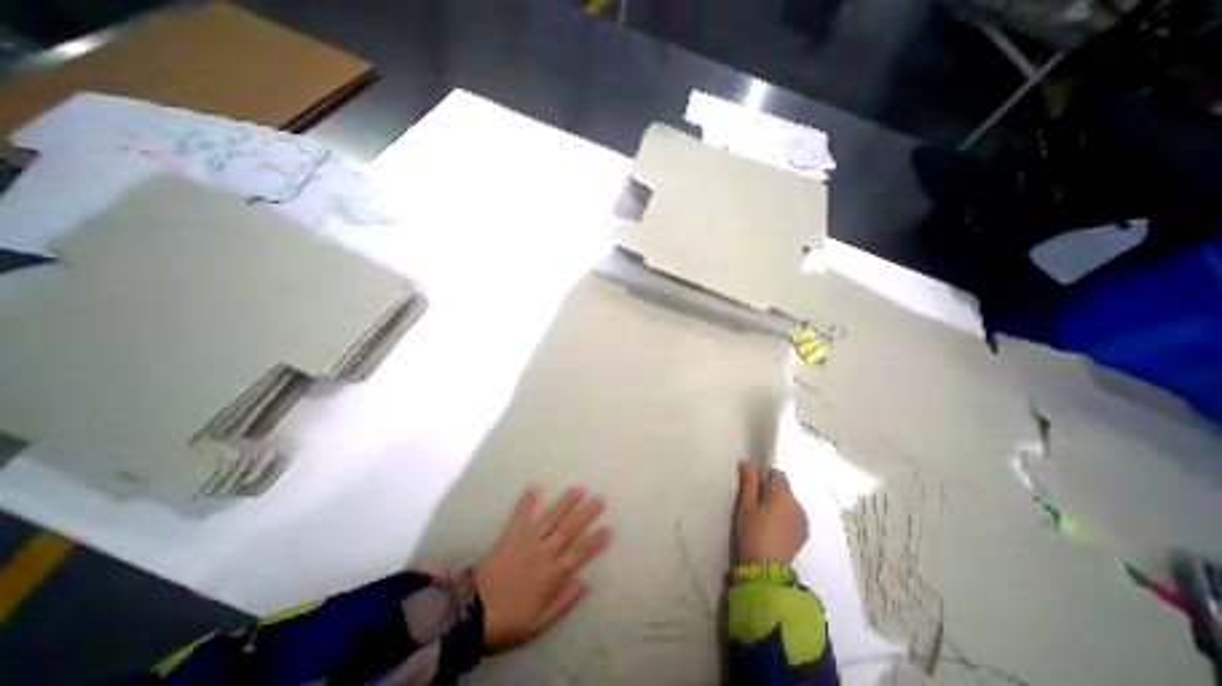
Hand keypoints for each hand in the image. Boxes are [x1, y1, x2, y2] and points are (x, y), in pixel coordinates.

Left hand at [475, 488, 611, 652]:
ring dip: (564, 503)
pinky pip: (519, 517)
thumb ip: (562, 603)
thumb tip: (584, 583)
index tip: (608, 529)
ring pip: (550, 518)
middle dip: (586, 514)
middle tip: (600, 500)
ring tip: (578, 489)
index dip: (595, 542)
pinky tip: (534, 488)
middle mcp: (542, 552)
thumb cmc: (508, 621)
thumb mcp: (538, 624)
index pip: (579, 554)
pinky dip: (526, 503)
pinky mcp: (509, 537)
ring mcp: (526, 541)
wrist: (471, 614)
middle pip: (568, 530)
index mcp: (551, 575)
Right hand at [740, 462, 808, 563]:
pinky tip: (774, 530)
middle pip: (784, 489)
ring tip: (764, 520)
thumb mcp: (746, 504)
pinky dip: (785, 518)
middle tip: (756, 506)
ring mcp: (803, 520)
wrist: (766, 567)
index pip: (777, 474)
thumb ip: (749, 481)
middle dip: (771, 492)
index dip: (765, 477)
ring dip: (779, 506)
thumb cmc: (753, 530)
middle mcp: (797, 504)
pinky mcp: (803, 534)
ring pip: (789, 504)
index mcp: (783, 493)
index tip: (753, 489)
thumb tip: (749, 462)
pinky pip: (794, 517)